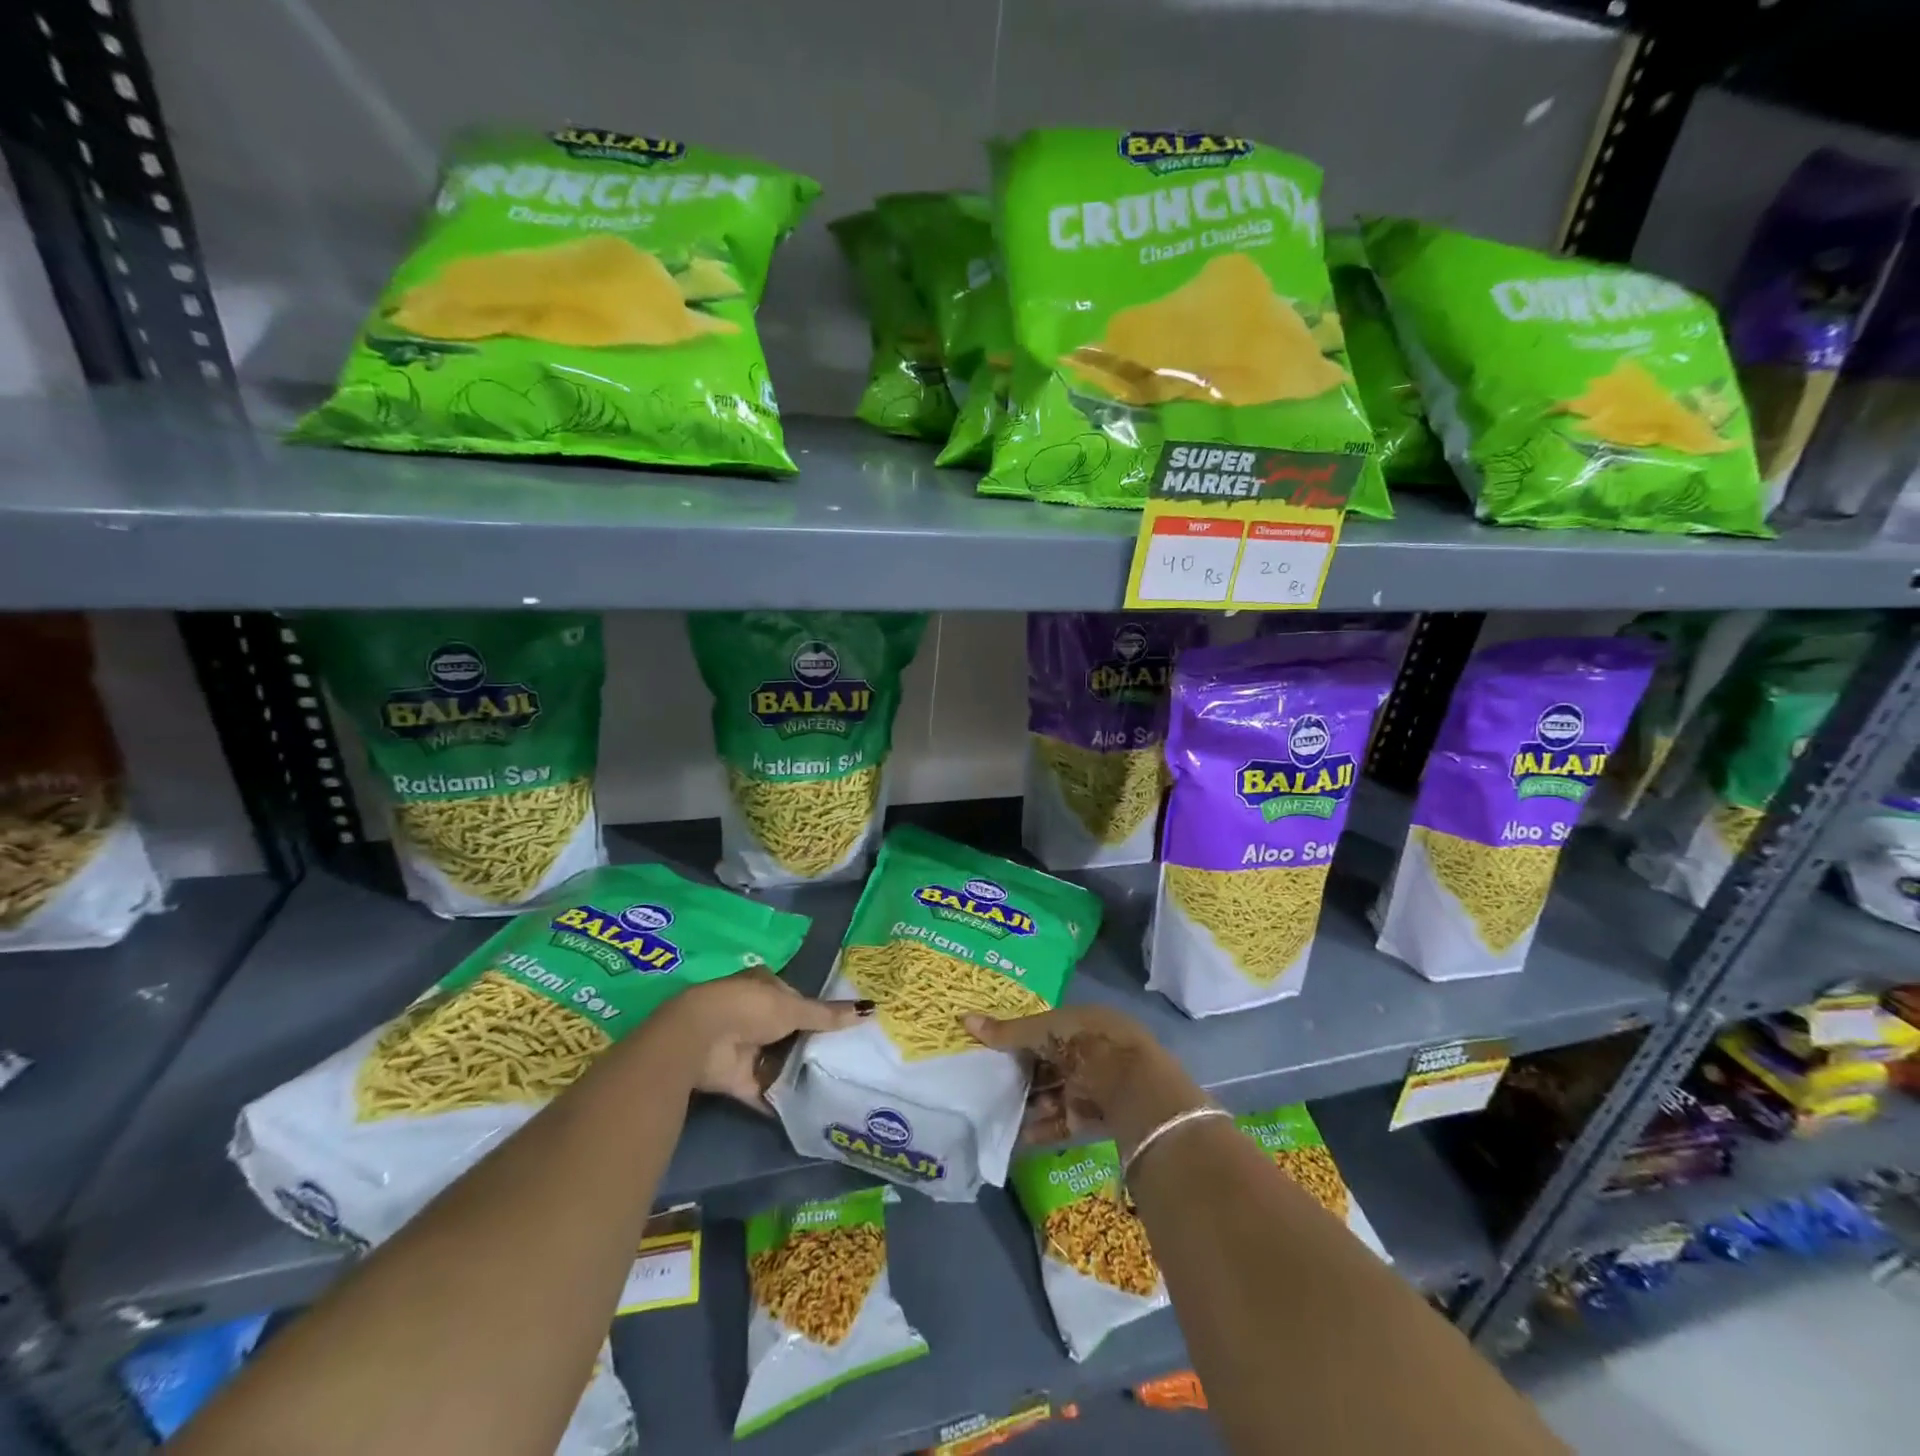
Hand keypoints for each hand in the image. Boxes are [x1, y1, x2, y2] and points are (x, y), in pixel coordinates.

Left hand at [666, 969, 869, 1109]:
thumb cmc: (750, 1009)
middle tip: (840, 1057)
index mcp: (763, 984)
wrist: (700, 1040)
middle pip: (785, 1029)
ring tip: (830, 1083)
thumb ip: (828, 1015)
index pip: (794, 996)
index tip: (839, 1026)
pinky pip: (762, 1089)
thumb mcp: (795, 1008)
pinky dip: (779, 1099)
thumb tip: (870, 1009)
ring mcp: (741, 1046)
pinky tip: (805, 1108)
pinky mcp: (734, 1078)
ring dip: (794, 1071)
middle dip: (806, 1042)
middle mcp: (751, 1012)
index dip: (814, 1009)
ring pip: (775, 1059)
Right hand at [961, 1004, 1204, 1152]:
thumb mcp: (1046, 1032)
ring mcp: (1093, 1086)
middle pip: (1048, 1063)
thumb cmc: (1090, 1046)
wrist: (1138, 1092)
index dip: (1018, 1039)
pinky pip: (1061, 1123)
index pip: (1044, 1029)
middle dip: (1021, 1075)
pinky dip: (1040, 1130)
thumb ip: (1008, 1033)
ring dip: (1028, 1104)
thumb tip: (964, 1021)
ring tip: (995, 1112)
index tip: (991, 1051)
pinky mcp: (1094, 1119)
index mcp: (1082, 1022)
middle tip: (988, 1084)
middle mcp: (1089, 1051)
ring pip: (1053, 1093)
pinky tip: (1014, 1139)